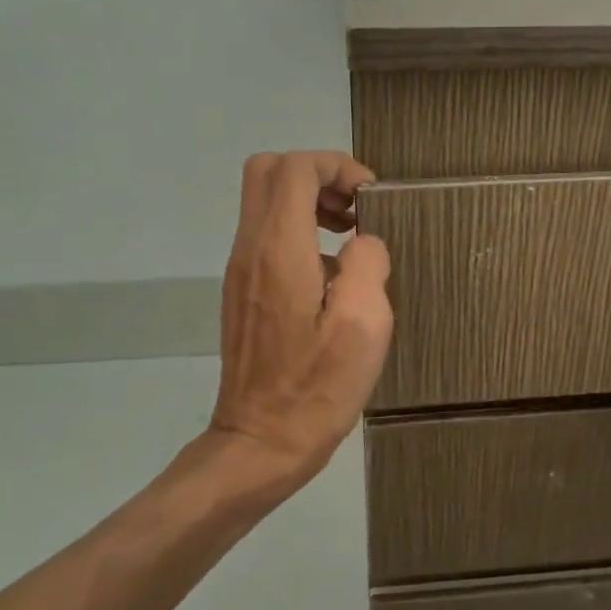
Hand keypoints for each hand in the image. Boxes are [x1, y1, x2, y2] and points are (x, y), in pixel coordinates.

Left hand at [207, 151, 393, 498]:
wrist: (260, 443)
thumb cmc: (316, 388)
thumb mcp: (363, 325)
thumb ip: (367, 264)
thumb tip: (363, 242)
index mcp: (279, 249)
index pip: (294, 167)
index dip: (336, 166)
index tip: (370, 198)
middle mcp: (250, 249)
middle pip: (268, 172)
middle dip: (317, 175)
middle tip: (355, 208)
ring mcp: (240, 271)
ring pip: (264, 202)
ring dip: (308, 203)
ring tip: (351, 236)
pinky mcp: (242, 293)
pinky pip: (266, 236)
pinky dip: (299, 232)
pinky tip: (332, 277)